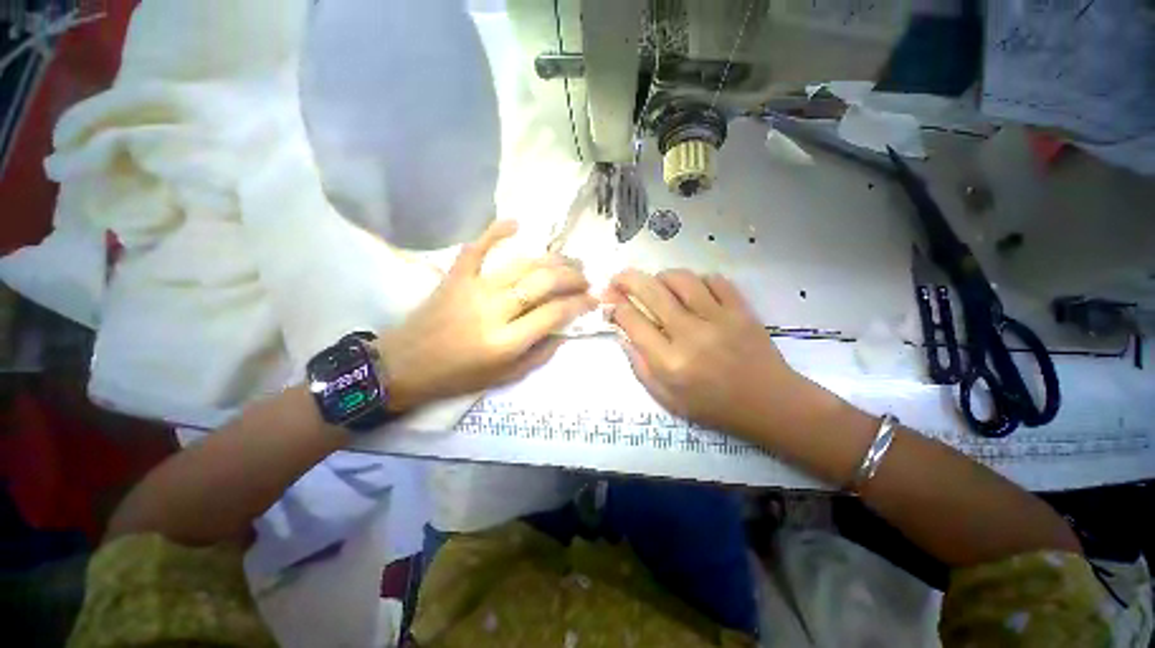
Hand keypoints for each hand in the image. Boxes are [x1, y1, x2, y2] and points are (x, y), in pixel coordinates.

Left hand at [378, 220, 595, 411]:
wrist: (403, 365)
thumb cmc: (457, 377)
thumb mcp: (505, 377)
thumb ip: (539, 355)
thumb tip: (565, 332)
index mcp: (506, 342)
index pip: (554, 313)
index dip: (579, 303)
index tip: (593, 299)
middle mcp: (493, 311)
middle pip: (543, 282)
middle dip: (572, 276)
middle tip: (586, 278)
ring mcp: (473, 288)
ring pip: (522, 264)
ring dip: (552, 259)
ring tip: (569, 260)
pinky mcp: (455, 276)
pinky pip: (477, 247)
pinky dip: (496, 231)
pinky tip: (517, 223)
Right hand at [604, 269, 809, 438]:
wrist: (769, 404)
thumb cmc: (713, 406)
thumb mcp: (667, 399)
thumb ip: (640, 366)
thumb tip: (623, 333)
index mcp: (670, 362)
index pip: (632, 321)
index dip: (615, 306)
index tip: (609, 300)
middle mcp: (691, 335)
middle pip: (651, 292)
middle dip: (627, 279)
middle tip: (617, 277)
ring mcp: (719, 318)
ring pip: (681, 279)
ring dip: (661, 276)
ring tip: (655, 283)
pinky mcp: (741, 309)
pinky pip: (714, 280)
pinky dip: (697, 280)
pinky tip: (692, 291)